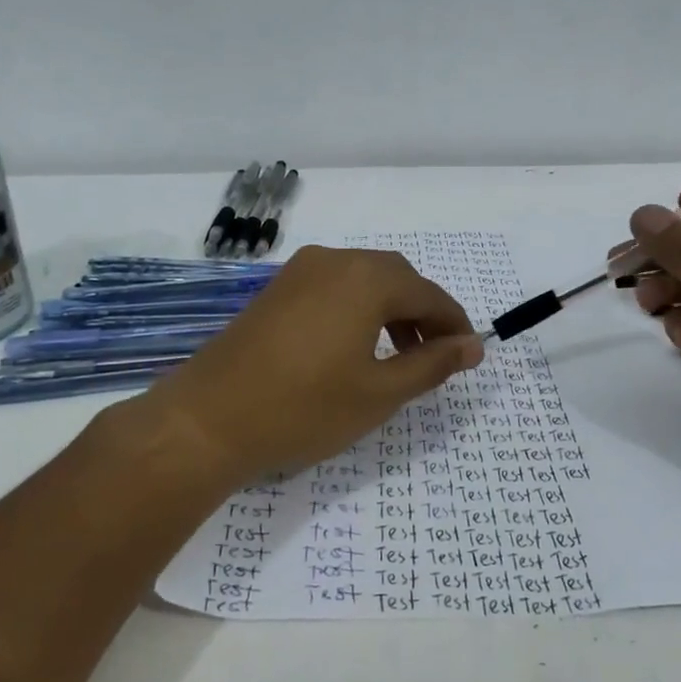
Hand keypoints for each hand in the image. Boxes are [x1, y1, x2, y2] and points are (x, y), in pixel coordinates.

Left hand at [141, 246, 484, 482]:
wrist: (207, 420)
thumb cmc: (304, 409)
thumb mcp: (379, 392)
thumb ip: (432, 365)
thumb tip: (473, 346)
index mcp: (366, 279)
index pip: (429, 294)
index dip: (454, 324)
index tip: (469, 354)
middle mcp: (334, 261)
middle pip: (397, 278)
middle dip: (423, 313)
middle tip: (435, 356)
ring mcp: (299, 272)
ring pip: (363, 280)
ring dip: (390, 310)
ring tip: (398, 355)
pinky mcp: (276, 290)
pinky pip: (333, 287)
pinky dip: (357, 309)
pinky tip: (353, 347)